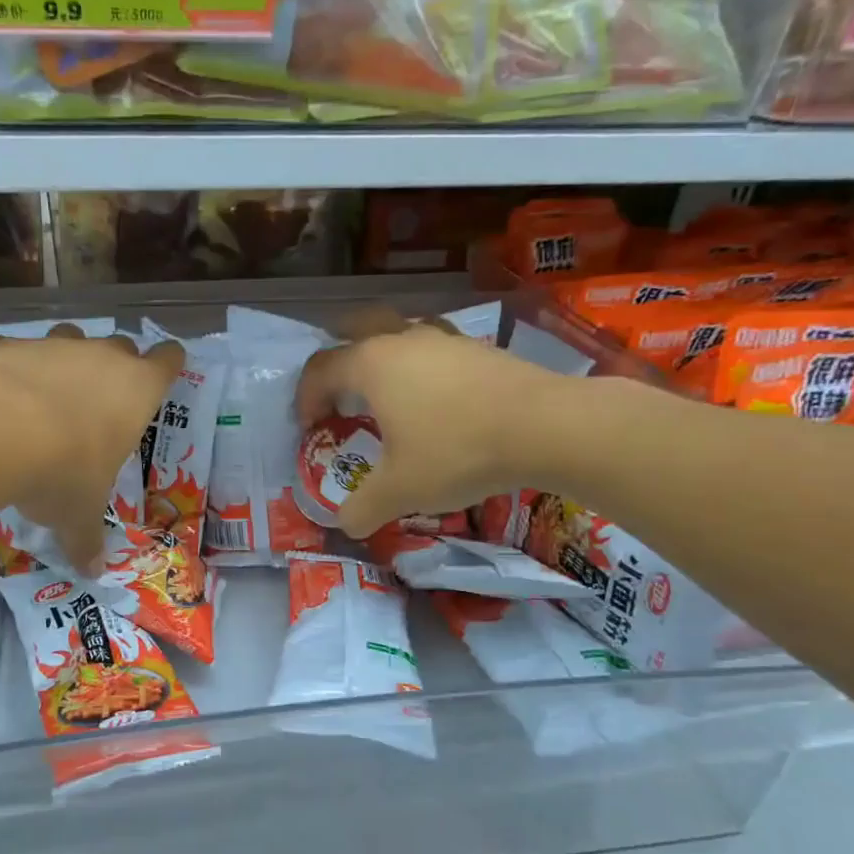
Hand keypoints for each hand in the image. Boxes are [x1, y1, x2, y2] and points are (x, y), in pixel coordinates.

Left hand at [0, 327, 182, 571]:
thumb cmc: (64, 471)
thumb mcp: (78, 514)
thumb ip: (86, 538)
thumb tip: (91, 572)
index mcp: (137, 390)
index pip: (168, 360)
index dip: (169, 363)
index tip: (166, 368)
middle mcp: (101, 357)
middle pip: (121, 345)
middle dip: (115, 365)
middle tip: (103, 397)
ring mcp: (54, 346)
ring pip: (71, 338)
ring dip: (66, 360)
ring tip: (49, 394)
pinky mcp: (8, 345)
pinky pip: (16, 350)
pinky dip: (11, 367)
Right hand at [294, 317, 582, 537]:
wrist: (547, 427)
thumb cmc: (457, 451)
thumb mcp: (400, 490)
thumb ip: (362, 508)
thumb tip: (344, 524)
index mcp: (372, 364)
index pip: (320, 369)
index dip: (306, 399)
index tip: (311, 429)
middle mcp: (403, 340)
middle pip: (355, 329)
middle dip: (339, 357)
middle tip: (340, 392)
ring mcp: (445, 339)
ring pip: (400, 333)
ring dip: (384, 358)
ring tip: (389, 395)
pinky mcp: (479, 348)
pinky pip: (436, 348)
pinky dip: (423, 368)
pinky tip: (437, 400)